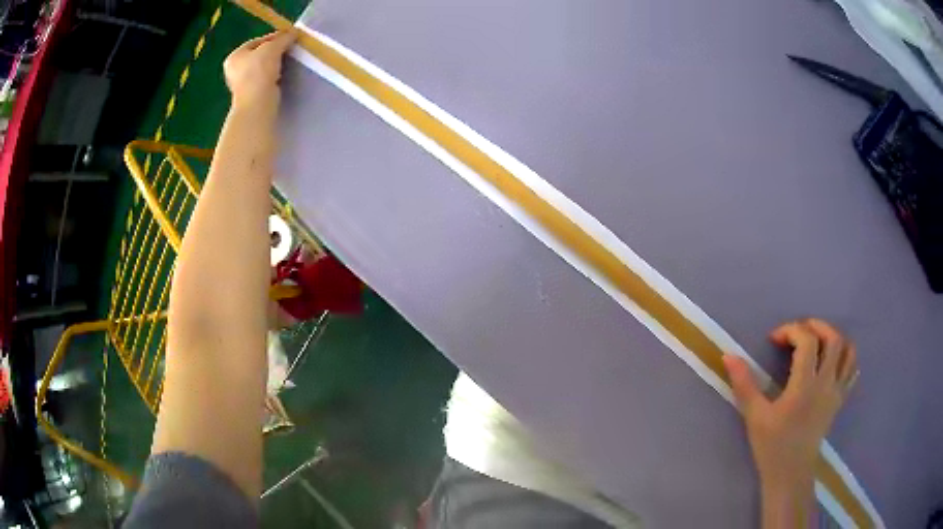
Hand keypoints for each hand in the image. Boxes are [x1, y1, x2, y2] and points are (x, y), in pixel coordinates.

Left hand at [223, 31, 295, 109]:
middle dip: (274, 50)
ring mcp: (242, 83)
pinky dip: (274, 74)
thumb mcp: (272, 47)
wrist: (257, 102)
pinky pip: (265, 78)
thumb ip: (283, 38)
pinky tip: (283, 73)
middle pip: (259, 54)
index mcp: (235, 56)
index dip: (273, 37)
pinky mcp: (252, 93)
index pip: (256, 41)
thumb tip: (293, 33)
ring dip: (275, 62)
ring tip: (288, 60)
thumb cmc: (259, 71)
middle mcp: (235, 69)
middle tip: (289, 48)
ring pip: (263, 67)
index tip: (288, 37)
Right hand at [723, 319, 858, 506]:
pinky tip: (833, 361)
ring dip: (834, 338)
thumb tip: (728, 356)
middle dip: (816, 326)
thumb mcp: (754, 416)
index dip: (790, 330)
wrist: (790, 473)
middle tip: (799, 331)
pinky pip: (852, 370)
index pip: (807, 341)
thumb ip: (744, 384)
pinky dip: (846, 357)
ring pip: (848, 351)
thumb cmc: (772, 446)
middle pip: (833, 338)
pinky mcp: (840, 400)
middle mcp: (826, 383)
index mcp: (805, 385)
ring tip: (818, 341)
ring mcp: (836, 391)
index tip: (774, 339)